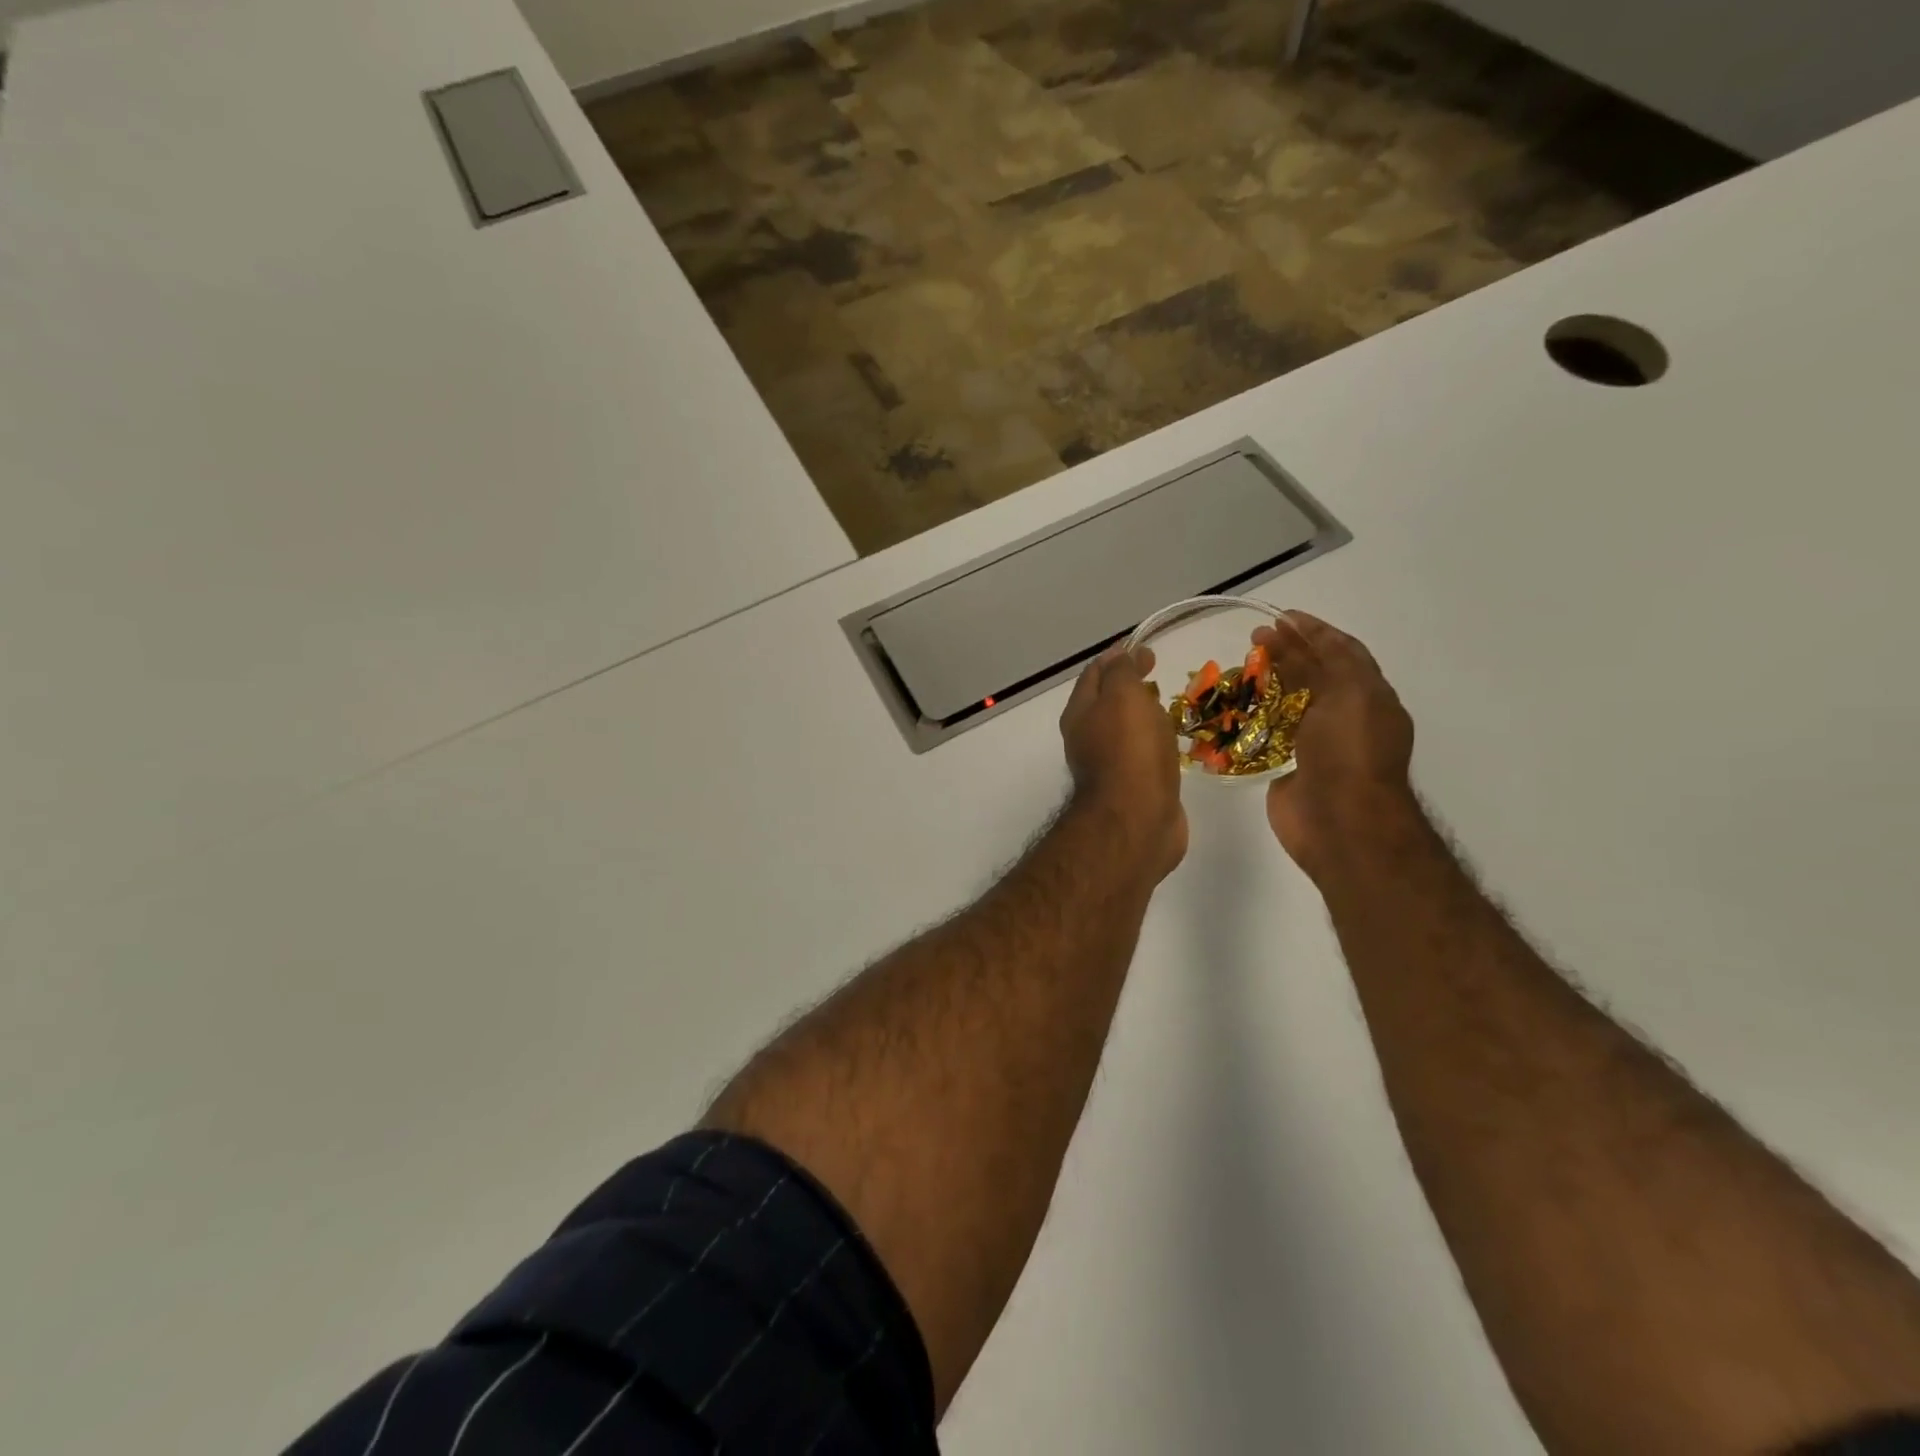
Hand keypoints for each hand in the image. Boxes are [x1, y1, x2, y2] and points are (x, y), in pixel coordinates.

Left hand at [1060, 643, 1187, 878]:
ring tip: (1168, 705)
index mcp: (1080, 714)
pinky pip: (1142, 755)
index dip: (1118, 657)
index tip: (1146, 648)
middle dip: (1128, 685)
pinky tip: (1172, 743)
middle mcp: (1087, 738)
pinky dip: (1154, 742)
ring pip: (1124, 730)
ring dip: (1142, 715)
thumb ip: (1121, 672)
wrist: (1137, 820)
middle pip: (1106, 703)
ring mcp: (1109, 765)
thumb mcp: (1123, 696)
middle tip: (1157, 675)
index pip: (1094, 674)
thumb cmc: (1129, 751)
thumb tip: (1122, 655)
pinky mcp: (1132, 787)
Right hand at [1254, 612, 1419, 878]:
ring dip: (1266, 684)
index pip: (1342, 652)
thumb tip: (1291, 637)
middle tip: (1253, 638)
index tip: (1281, 616)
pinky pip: (1267, 736)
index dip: (1314, 631)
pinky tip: (1230, 707)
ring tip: (1238, 667)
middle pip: (1313, 675)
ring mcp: (1315, 745)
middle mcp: (1344, 718)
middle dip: (1286, 653)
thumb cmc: (1350, 753)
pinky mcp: (1286, 768)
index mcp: (1368, 697)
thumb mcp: (1350, 693)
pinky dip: (1251, 720)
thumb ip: (1326, 661)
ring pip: (1288, 704)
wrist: (1340, 823)